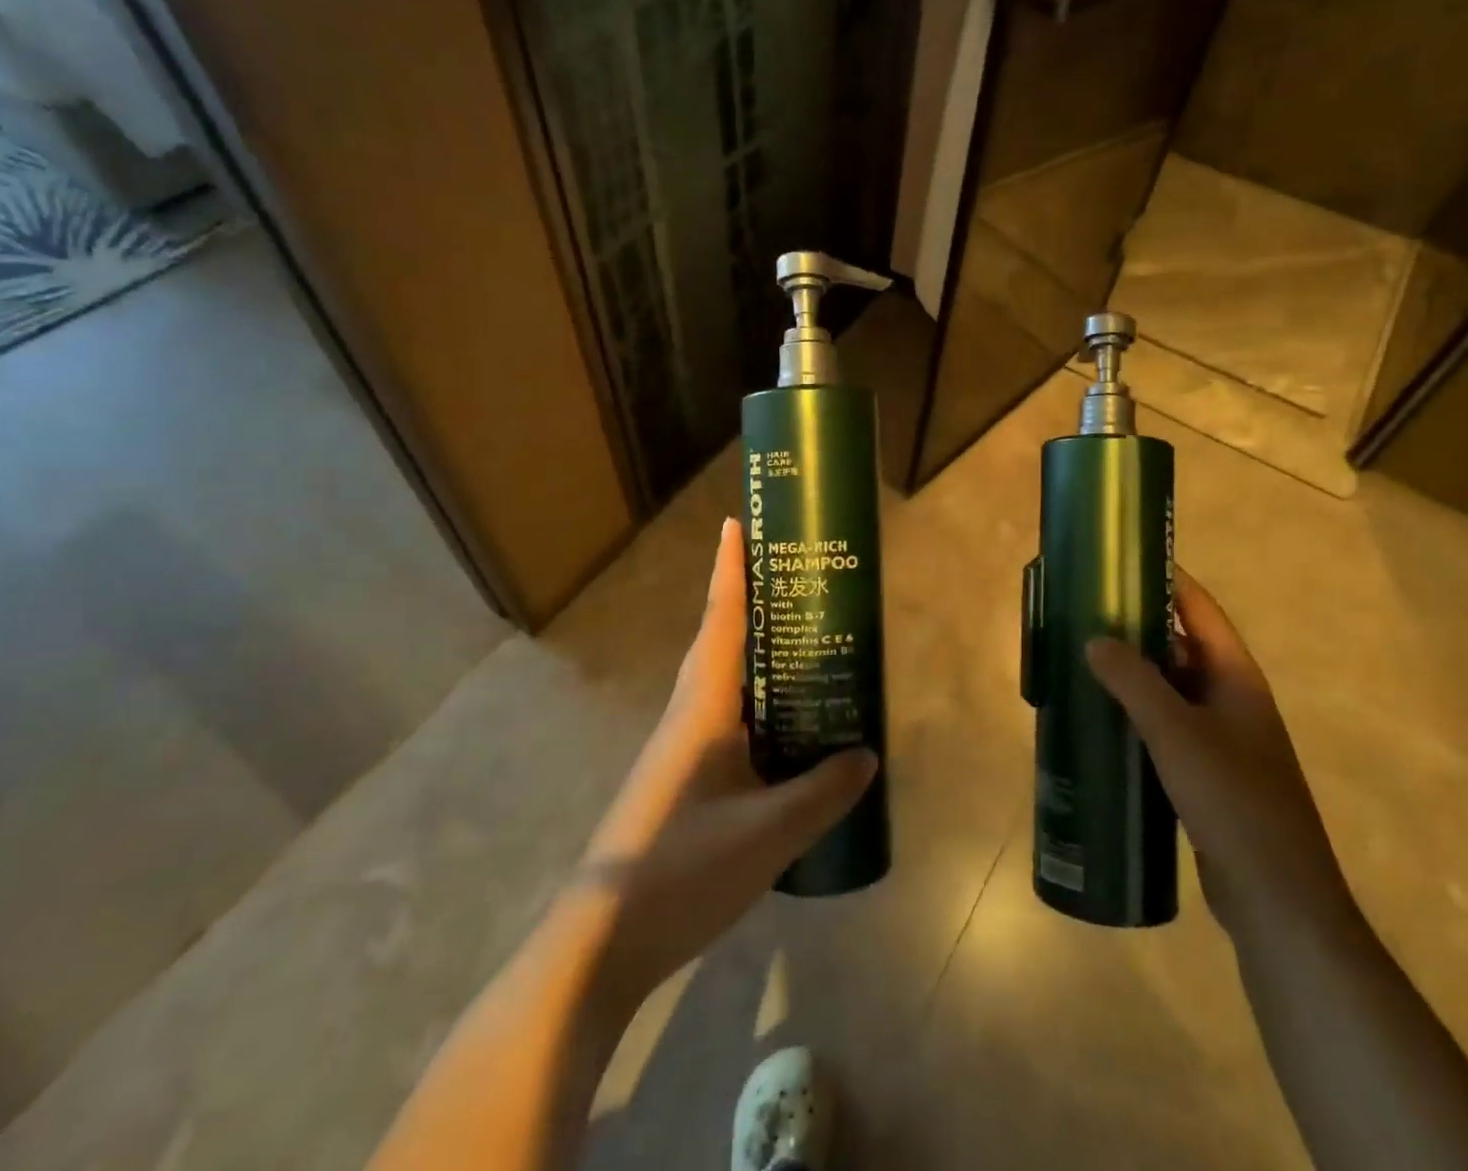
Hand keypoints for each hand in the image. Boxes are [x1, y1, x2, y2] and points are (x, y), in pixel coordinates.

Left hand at [578, 518, 877, 1001]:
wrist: (601, 943)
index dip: (730, 569)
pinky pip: (725, 721)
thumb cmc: (681, 870)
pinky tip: (785, 730)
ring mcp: (680, 750)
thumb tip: (866, 756)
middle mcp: (688, 715)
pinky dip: (756, 705)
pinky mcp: (682, 781)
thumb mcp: (768, 834)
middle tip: (793, 579)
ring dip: (754, 654)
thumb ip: (822, 793)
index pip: (721, 620)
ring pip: (722, 683)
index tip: (737, 523)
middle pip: (720, 641)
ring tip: (802, 643)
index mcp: (702, 708)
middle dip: (749, 602)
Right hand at [1086, 571, 1351, 934]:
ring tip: (1081, 659)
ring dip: (1132, 674)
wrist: (1278, 901)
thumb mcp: (1177, 734)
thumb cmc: (1234, 803)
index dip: (1167, 579)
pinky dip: (1135, 716)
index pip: (1200, 610)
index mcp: (1236, 678)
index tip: (1123, 559)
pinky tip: (1100, 720)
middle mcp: (1231, 700)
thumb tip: (1094, 638)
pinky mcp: (1206, 775)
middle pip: (1181, 647)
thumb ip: (1134, 682)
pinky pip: (1165, 728)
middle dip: (1137, 628)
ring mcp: (1221, 740)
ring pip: (1169, 690)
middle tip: (1084, 612)